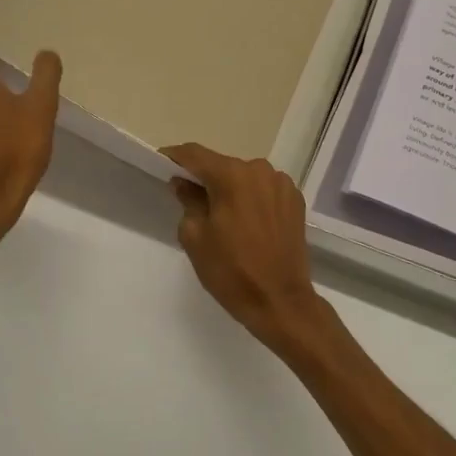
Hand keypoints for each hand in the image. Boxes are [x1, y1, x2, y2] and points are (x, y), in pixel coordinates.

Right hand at [162, 143, 348, 366]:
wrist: (281, 301)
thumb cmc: (231, 271)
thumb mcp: (195, 237)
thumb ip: (188, 201)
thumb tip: (184, 183)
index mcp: (232, 175)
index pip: (195, 154)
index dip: (175, 157)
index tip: (161, 163)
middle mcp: (259, 170)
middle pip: (222, 165)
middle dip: (204, 178)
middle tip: (189, 198)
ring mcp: (281, 184)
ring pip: (245, 177)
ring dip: (230, 189)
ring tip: (222, 215)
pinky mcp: (295, 200)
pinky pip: (264, 190)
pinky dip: (251, 198)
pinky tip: (247, 222)